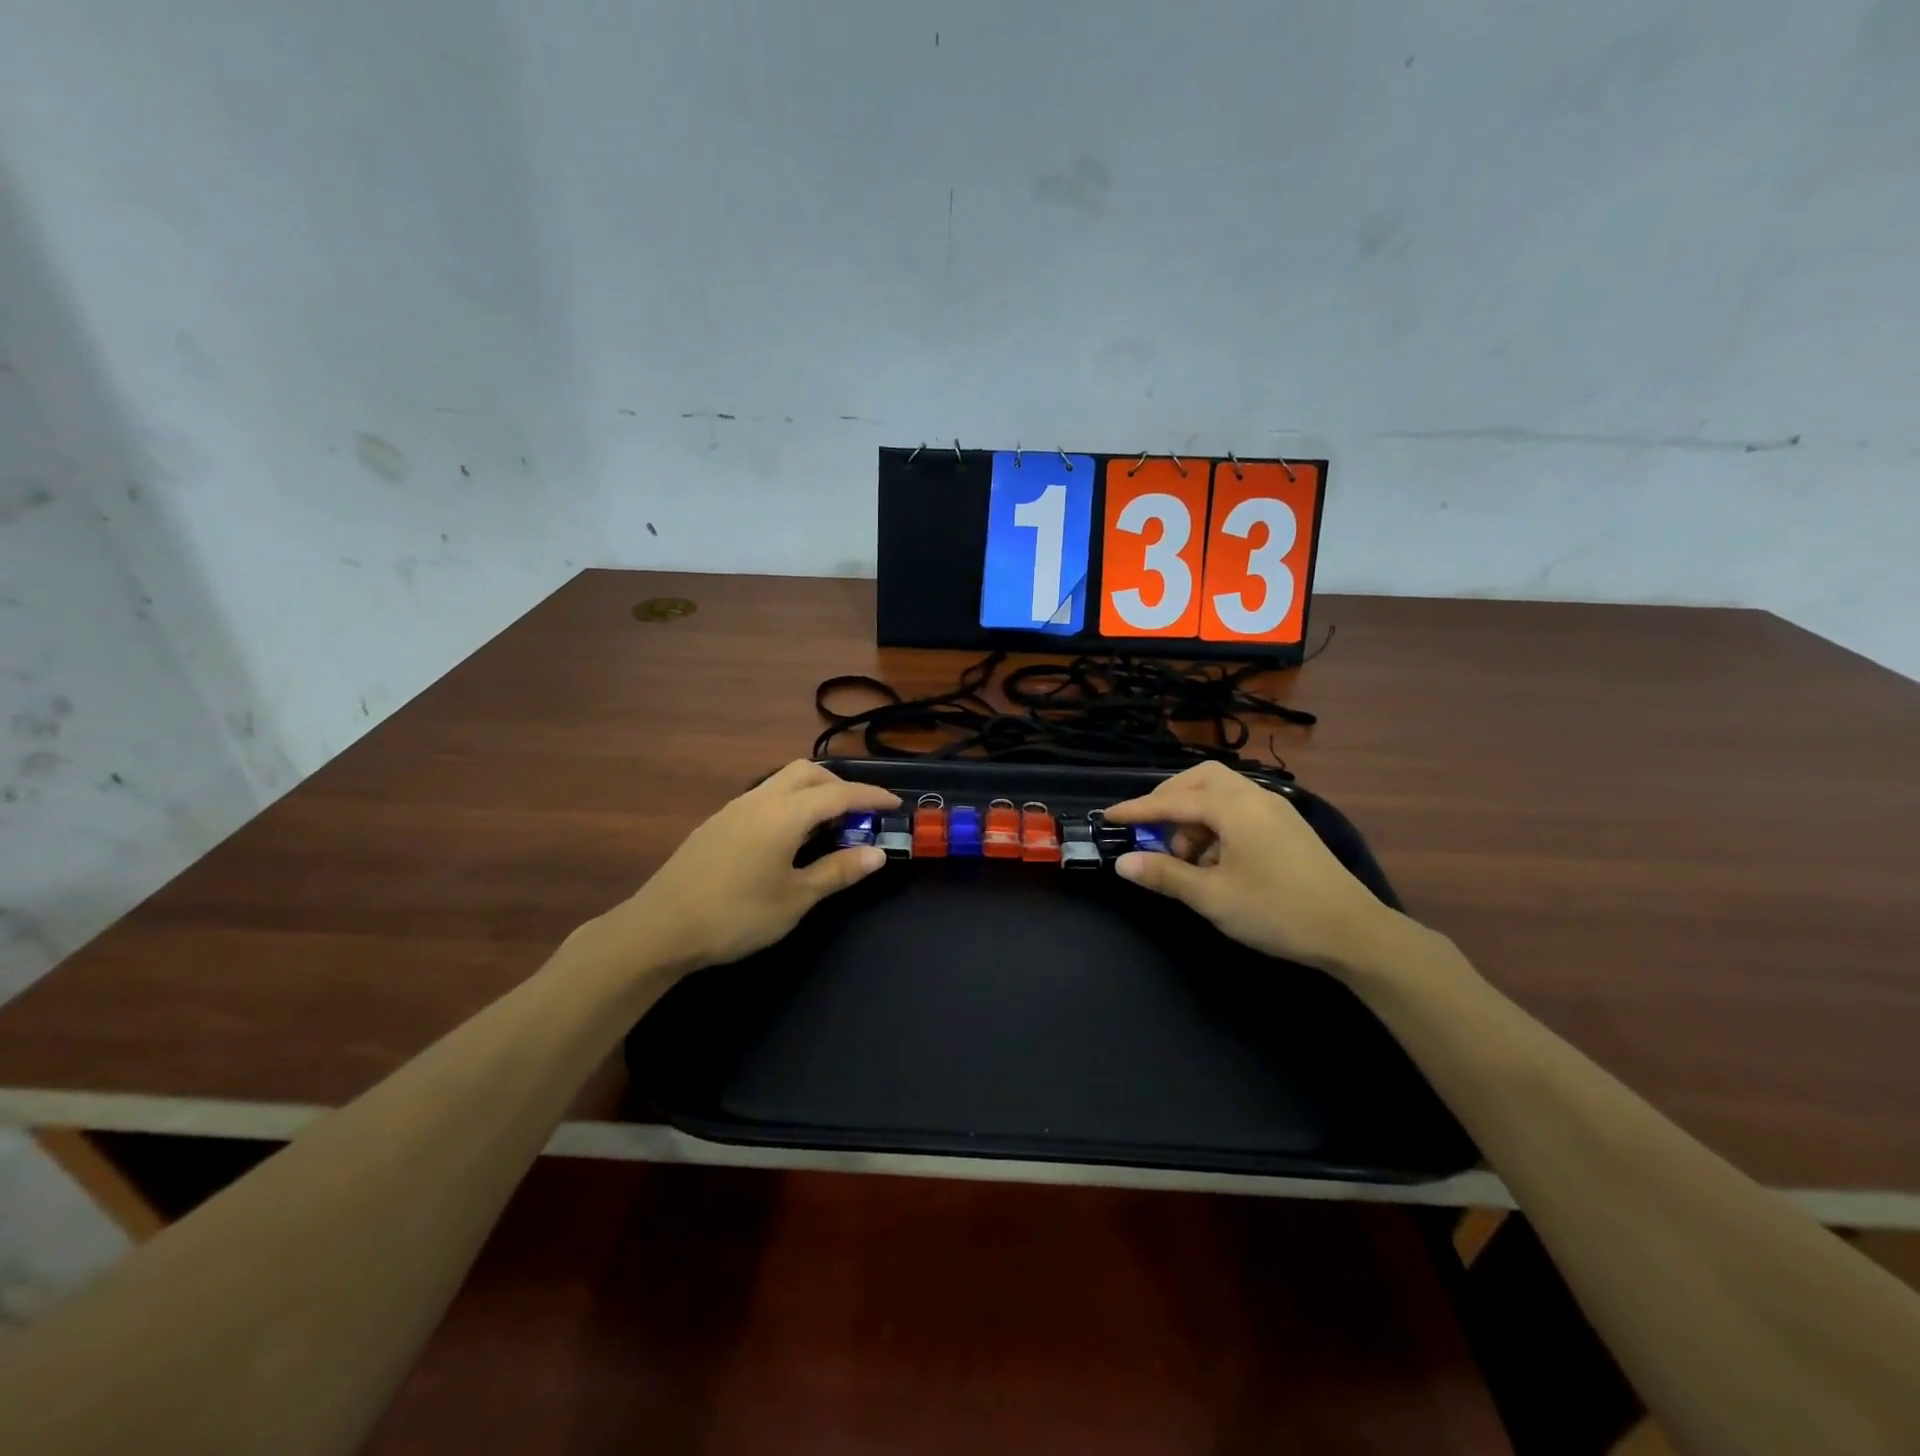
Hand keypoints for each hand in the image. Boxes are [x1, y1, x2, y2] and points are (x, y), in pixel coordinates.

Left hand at [575, 761, 898, 981]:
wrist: (661, 927)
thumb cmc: (736, 915)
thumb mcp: (796, 898)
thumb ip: (838, 871)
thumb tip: (877, 854)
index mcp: (785, 814)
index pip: (840, 793)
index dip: (871, 796)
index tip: (895, 804)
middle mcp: (761, 799)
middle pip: (809, 772)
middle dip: (841, 785)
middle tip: (860, 814)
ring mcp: (735, 808)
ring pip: (783, 781)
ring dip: (813, 792)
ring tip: (828, 825)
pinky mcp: (718, 822)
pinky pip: (765, 796)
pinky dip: (790, 803)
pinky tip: (789, 837)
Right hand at [1103, 761, 1406, 977]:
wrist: (1354, 932)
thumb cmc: (1276, 911)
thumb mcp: (1212, 896)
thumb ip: (1164, 874)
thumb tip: (1123, 862)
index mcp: (1233, 807)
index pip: (1171, 801)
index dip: (1136, 810)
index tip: (1107, 816)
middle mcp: (1254, 796)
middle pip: (1199, 780)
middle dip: (1168, 800)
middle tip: (1149, 829)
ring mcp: (1275, 808)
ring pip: (1221, 793)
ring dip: (1193, 815)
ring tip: (1185, 856)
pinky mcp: (1287, 826)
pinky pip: (1239, 808)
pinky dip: (1216, 823)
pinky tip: (1214, 860)